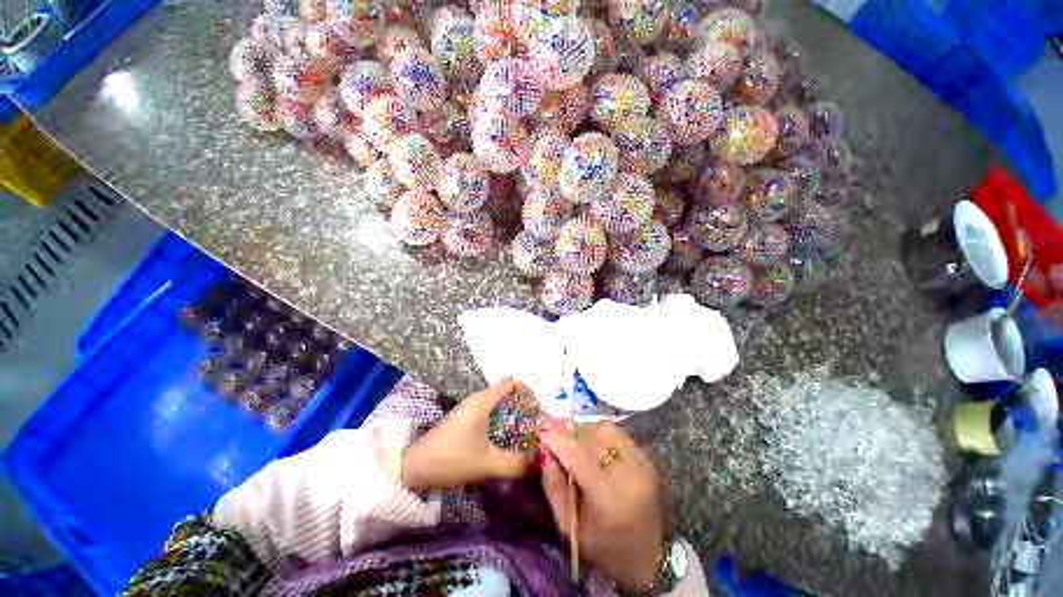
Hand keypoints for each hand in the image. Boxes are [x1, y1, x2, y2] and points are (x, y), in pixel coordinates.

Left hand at [401, 379, 533, 490]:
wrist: (414, 467)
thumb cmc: (452, 458)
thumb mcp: (487, 464)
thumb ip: (515, 464)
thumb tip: (536, 462)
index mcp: (483, 402)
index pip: (510, 382)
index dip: (526, 390)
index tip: (535, 408)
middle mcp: (476, 400)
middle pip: (504, 392)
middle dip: (520, 405)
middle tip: (531, 424)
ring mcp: (467, 409)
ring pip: (495, 403)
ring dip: (509, 414)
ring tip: (519, 433)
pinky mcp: (462, 419)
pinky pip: (487, 411)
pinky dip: (499, 420)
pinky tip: (500, 439)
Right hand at [540, 422, 664, 591]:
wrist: (647, 558)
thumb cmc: (602, 548)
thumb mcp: (567, 525)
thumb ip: (553, 484)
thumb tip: (545, 448)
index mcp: (609, 498)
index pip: (579, 456)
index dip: (558, 439)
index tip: (541, 430)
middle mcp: (629, 474)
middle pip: (592, 436)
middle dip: (569, 432)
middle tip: (554, 434)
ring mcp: (642, 463)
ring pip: (605, 429)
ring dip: (584, 431)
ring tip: (572, 440)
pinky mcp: (646, 458)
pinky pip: (616, 434)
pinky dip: (599, 434)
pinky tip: (591, 445)